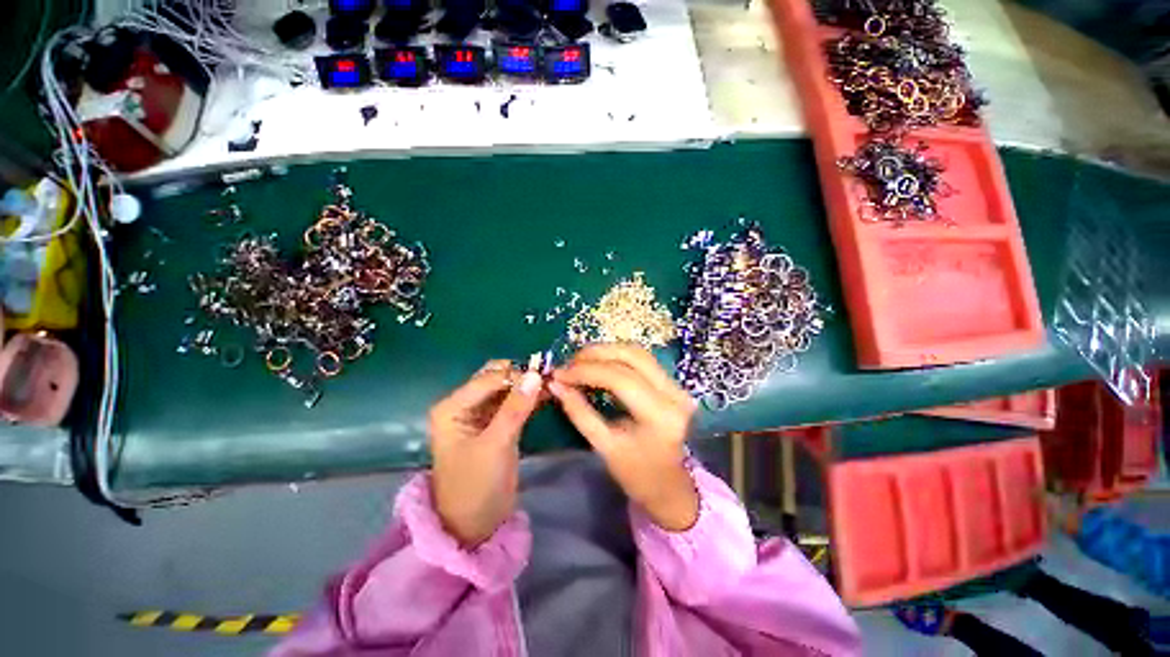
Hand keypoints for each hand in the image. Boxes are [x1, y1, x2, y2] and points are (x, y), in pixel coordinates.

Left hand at [429, 360, 543, 547]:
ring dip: (528, 386)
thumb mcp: (495, 445)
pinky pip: (514, 403)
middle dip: (522, 376)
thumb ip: (515, 408)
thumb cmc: (476, 486)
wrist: (475, 525)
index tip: (545, 375)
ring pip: (508, 389)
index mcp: (453, 407)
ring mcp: (481, 414)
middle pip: (497, 378)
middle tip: (548, 379)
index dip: (516, 374)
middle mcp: (465, 405)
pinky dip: (529, 398)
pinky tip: (547, 396)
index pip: (489, 378)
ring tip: (552, 385)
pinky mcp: (497, 424)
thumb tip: (534, 374)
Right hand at [549, 344, 699, 531]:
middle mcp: (674, 393)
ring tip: (580, 361)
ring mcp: (677, 385)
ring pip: (637, 352)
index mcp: (659, 415)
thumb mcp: (604, 447)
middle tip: (569, 363)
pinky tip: (598, 363)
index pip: (619, 378)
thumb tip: (556, 384)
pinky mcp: (672, 383)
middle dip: (595, 354)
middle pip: (631, 355)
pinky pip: (642, 359)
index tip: (559, 374)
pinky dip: (617, 356)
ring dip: (606, 351)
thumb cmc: (637, 475)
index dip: (586, 371)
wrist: (670, 486)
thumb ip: (579, 412)